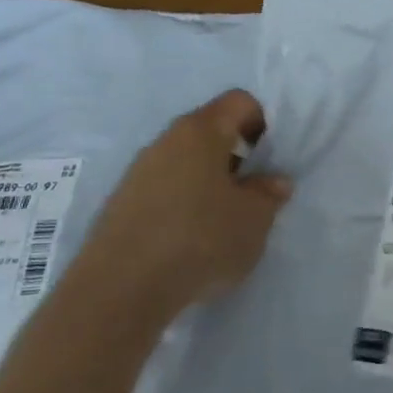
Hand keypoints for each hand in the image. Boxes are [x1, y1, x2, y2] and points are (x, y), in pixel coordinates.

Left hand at [67, 90, 291, 318]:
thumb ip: (269, 193)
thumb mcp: (255, 218)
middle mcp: (165, 141)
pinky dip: (185, 204)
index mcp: (201, 132)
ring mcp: (138, 172)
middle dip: (237, 156)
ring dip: (210, 182)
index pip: (239, 102)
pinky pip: (165, 189)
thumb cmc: (201, 239)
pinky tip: (191, 240)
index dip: (263, 123)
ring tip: (223, 222)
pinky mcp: (121, 204)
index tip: (270, 160)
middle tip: (252, 193)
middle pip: (210, 131)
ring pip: (186, 162)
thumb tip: (272, 181)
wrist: (120, 290)